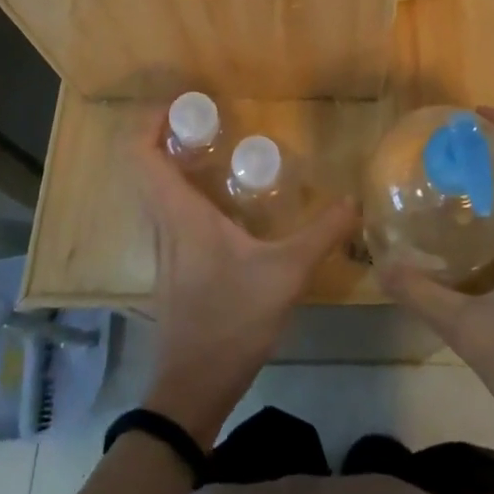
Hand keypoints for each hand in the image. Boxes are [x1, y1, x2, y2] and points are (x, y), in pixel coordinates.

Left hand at [132, 121, 357, 448]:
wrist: (193, 390)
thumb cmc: (231, 321)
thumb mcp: (285, 275)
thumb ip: (321, 234)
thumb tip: (354, 200)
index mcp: (179, 213)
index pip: (139, 154)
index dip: (150, 120)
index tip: (182, 103)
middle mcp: (163, 223)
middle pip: (144, 165)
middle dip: (166, 133)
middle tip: (207, 121)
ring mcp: (163, 246)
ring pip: (154, 189)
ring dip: (173, 161)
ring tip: (215, 149)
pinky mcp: (170, 266)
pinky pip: (167, 211)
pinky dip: (183, 189)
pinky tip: (222, 199)